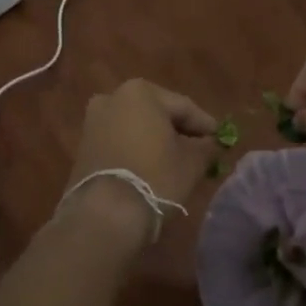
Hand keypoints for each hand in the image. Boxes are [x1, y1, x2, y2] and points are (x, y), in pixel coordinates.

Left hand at [63, 79, 216, 240]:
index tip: (221, 139)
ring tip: (178, 162)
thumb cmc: (155, 177)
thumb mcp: (192, 162)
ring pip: (137, 128)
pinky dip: (137, 150)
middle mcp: (113, 97)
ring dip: (157, 141)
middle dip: (179, 132)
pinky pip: (120, 142)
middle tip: (201, 150)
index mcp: (141, 92)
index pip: (184, 106)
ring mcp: (94, 122)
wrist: (104, 214)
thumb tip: (212, 143)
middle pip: (158, 114)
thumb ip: (206, 146)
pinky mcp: (84, 146)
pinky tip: (152, 168)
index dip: (205, 125)